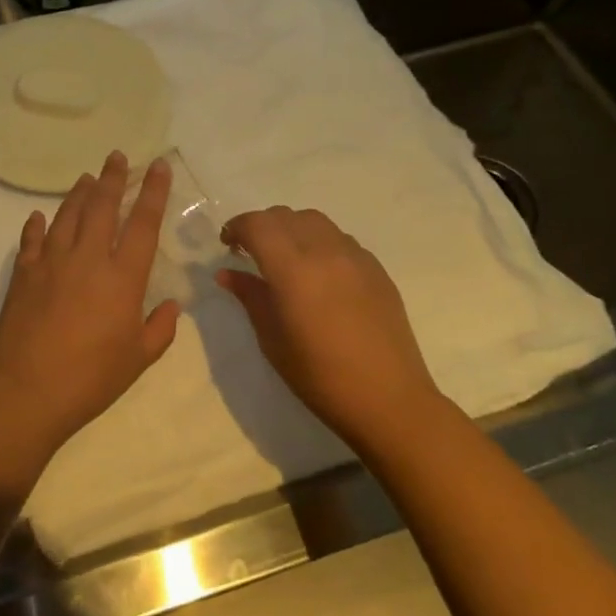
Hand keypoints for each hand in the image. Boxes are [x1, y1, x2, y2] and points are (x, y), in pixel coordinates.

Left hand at [0, 152, 179, 453]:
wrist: (28, 390)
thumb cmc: (91, 378)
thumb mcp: (138, 359)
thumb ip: (160, 329)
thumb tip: (172, 306)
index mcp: (122, 277)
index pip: (143, 223)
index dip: (154, 192)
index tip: (159, 166)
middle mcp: (87, 258)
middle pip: (102, 206)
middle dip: (113, 177)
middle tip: (117, 156)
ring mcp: (51, 261)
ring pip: (67, 215)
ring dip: (79, 193)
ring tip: (86, 178)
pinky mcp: (24, 273)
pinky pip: (32, 239)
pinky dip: (36, 225)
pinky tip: (39, 216)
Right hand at [218, 207, 437, 444]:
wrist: (388, 399)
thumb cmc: (319, 376)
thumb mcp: (272, 339)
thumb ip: (250, 297)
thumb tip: (227, 274)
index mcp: (293, 269)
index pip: (258, 225)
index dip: (237, 227)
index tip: (227, 245)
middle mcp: (325, 252)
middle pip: (285, 216)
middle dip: (262, 226)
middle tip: (250, 252)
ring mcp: (356, 257)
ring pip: (315, 221)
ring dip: (291, 229)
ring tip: (285, 258)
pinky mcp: (377, 269)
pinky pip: (340, 239)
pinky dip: (319, 242)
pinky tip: (318, 274)